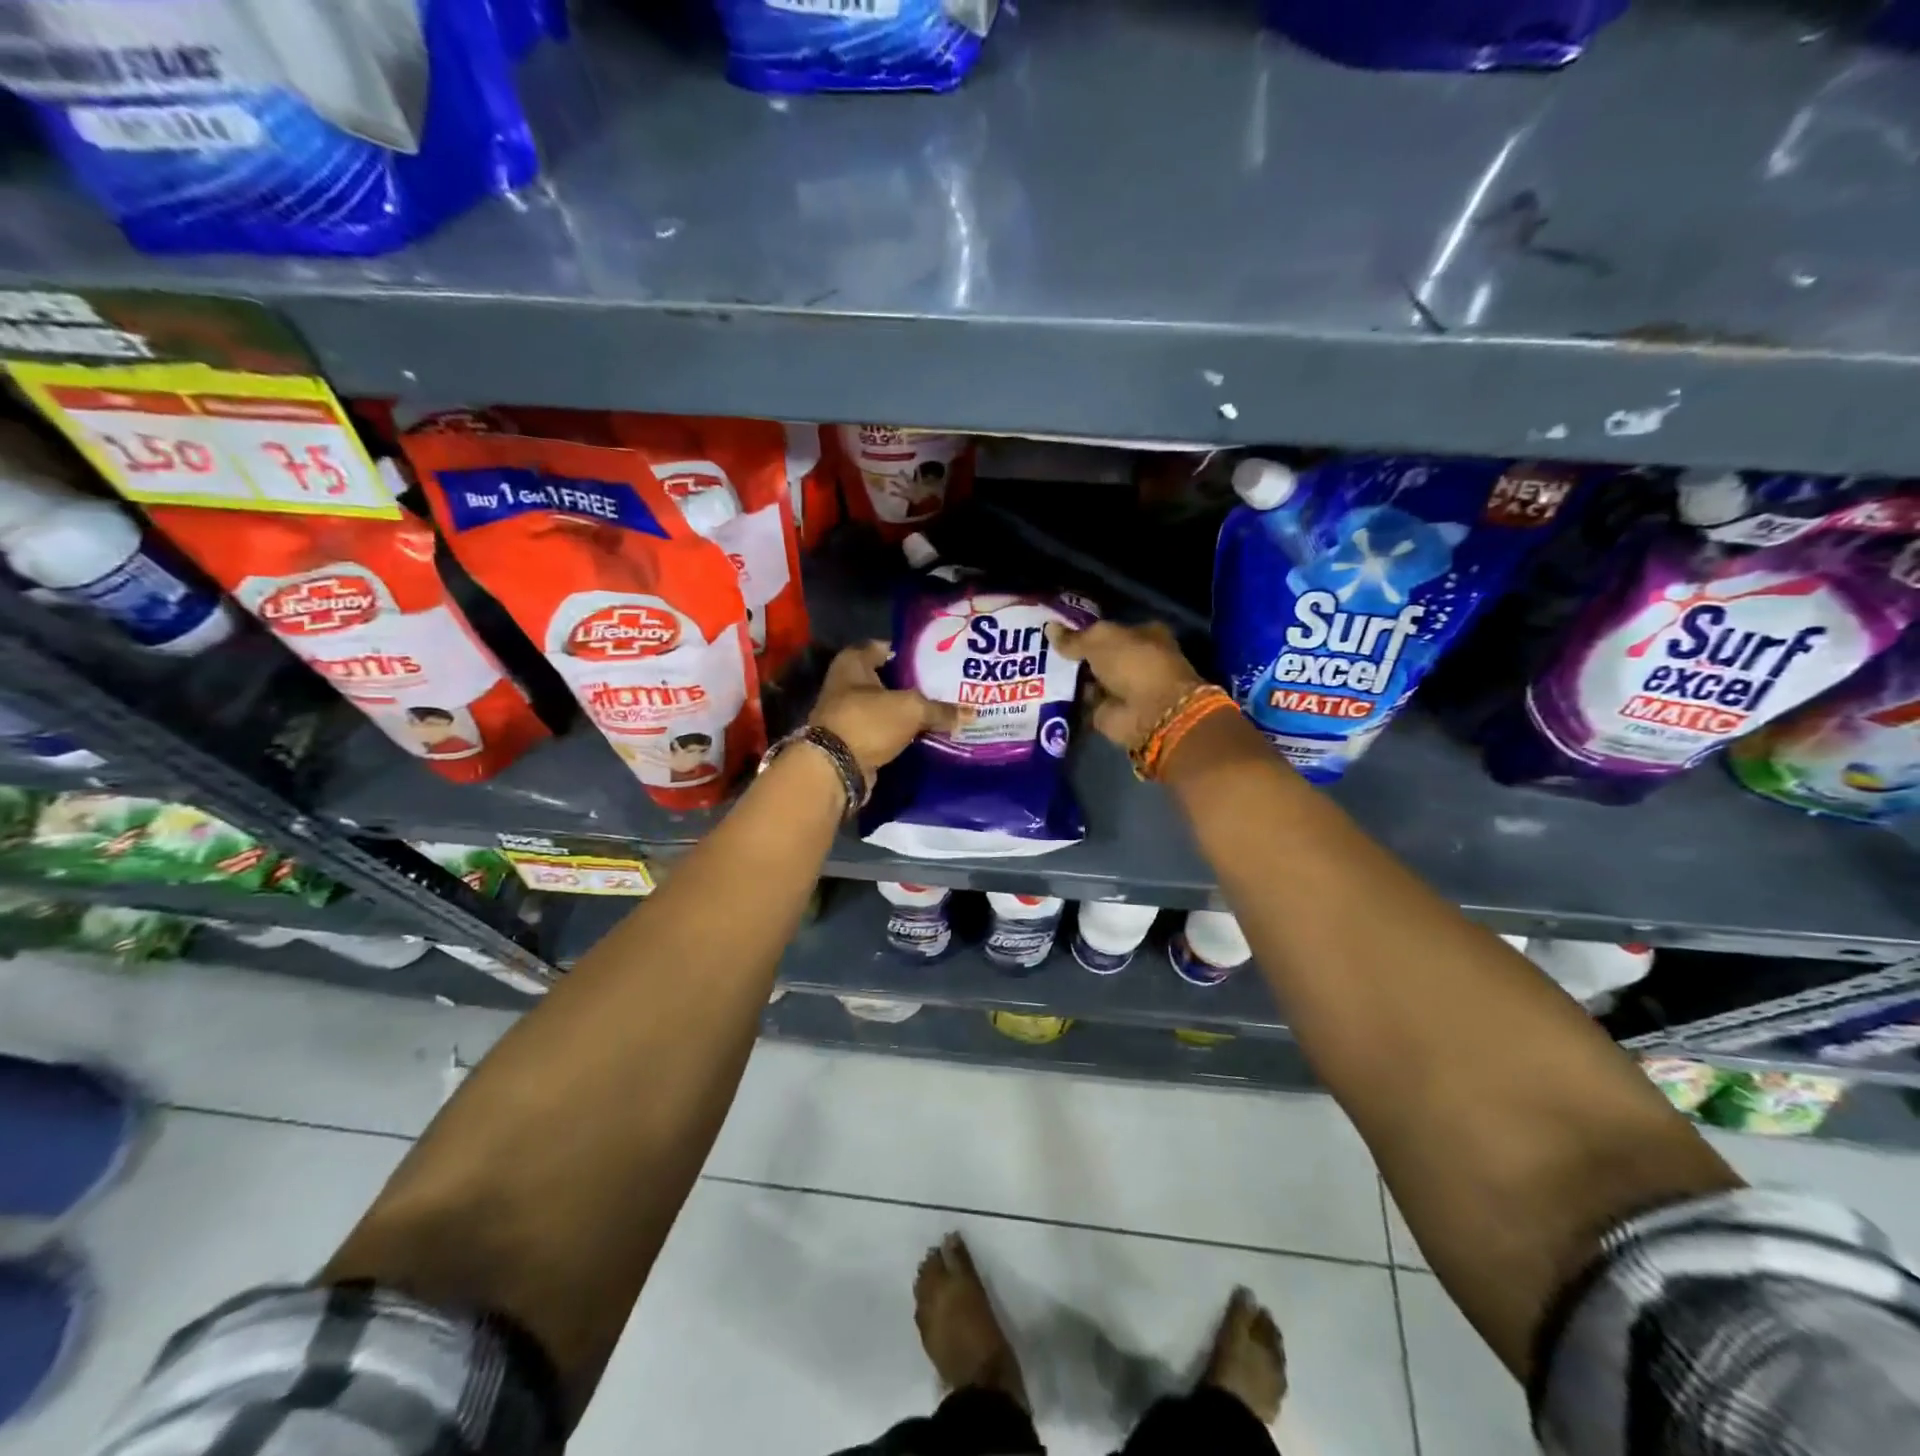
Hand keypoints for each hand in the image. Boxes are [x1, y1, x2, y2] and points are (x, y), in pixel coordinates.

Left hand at [810, 641, 961, 784]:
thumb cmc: (869, 722)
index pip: (884, 647)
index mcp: (853, 662)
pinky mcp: (854, 738)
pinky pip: (884, 728)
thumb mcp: (911, 709)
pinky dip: (901, 730)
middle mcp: (846, 683)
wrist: (836, 768)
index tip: (935, 658)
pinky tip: (924, 731)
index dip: (909, 651)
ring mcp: (848, 712)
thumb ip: (940, 709)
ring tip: (940, 709)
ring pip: (886, 706)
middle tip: (944, 685)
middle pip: (886, 678)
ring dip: (907, 709)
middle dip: (913, 682)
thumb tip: (970, 714)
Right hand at [1046, 620, 1204, 751]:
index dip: (1083, 631)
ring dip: (1067, 679)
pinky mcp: (1107, 713)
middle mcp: (1133, 661)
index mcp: (1142, 635)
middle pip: (1096, 656)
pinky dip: (1066, 701)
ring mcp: (1121, 689)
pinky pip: (1081, 703)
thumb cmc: (1133, 664)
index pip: (1108, 630)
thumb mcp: (1100, 641)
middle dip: (1072, 656)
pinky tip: (1042, 694)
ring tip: (1035, 672)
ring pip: (1087, 680)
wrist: (1150, 712)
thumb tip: (1049, 628)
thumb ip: (1074, 638)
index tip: (1055, 632)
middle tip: (1039, 651)